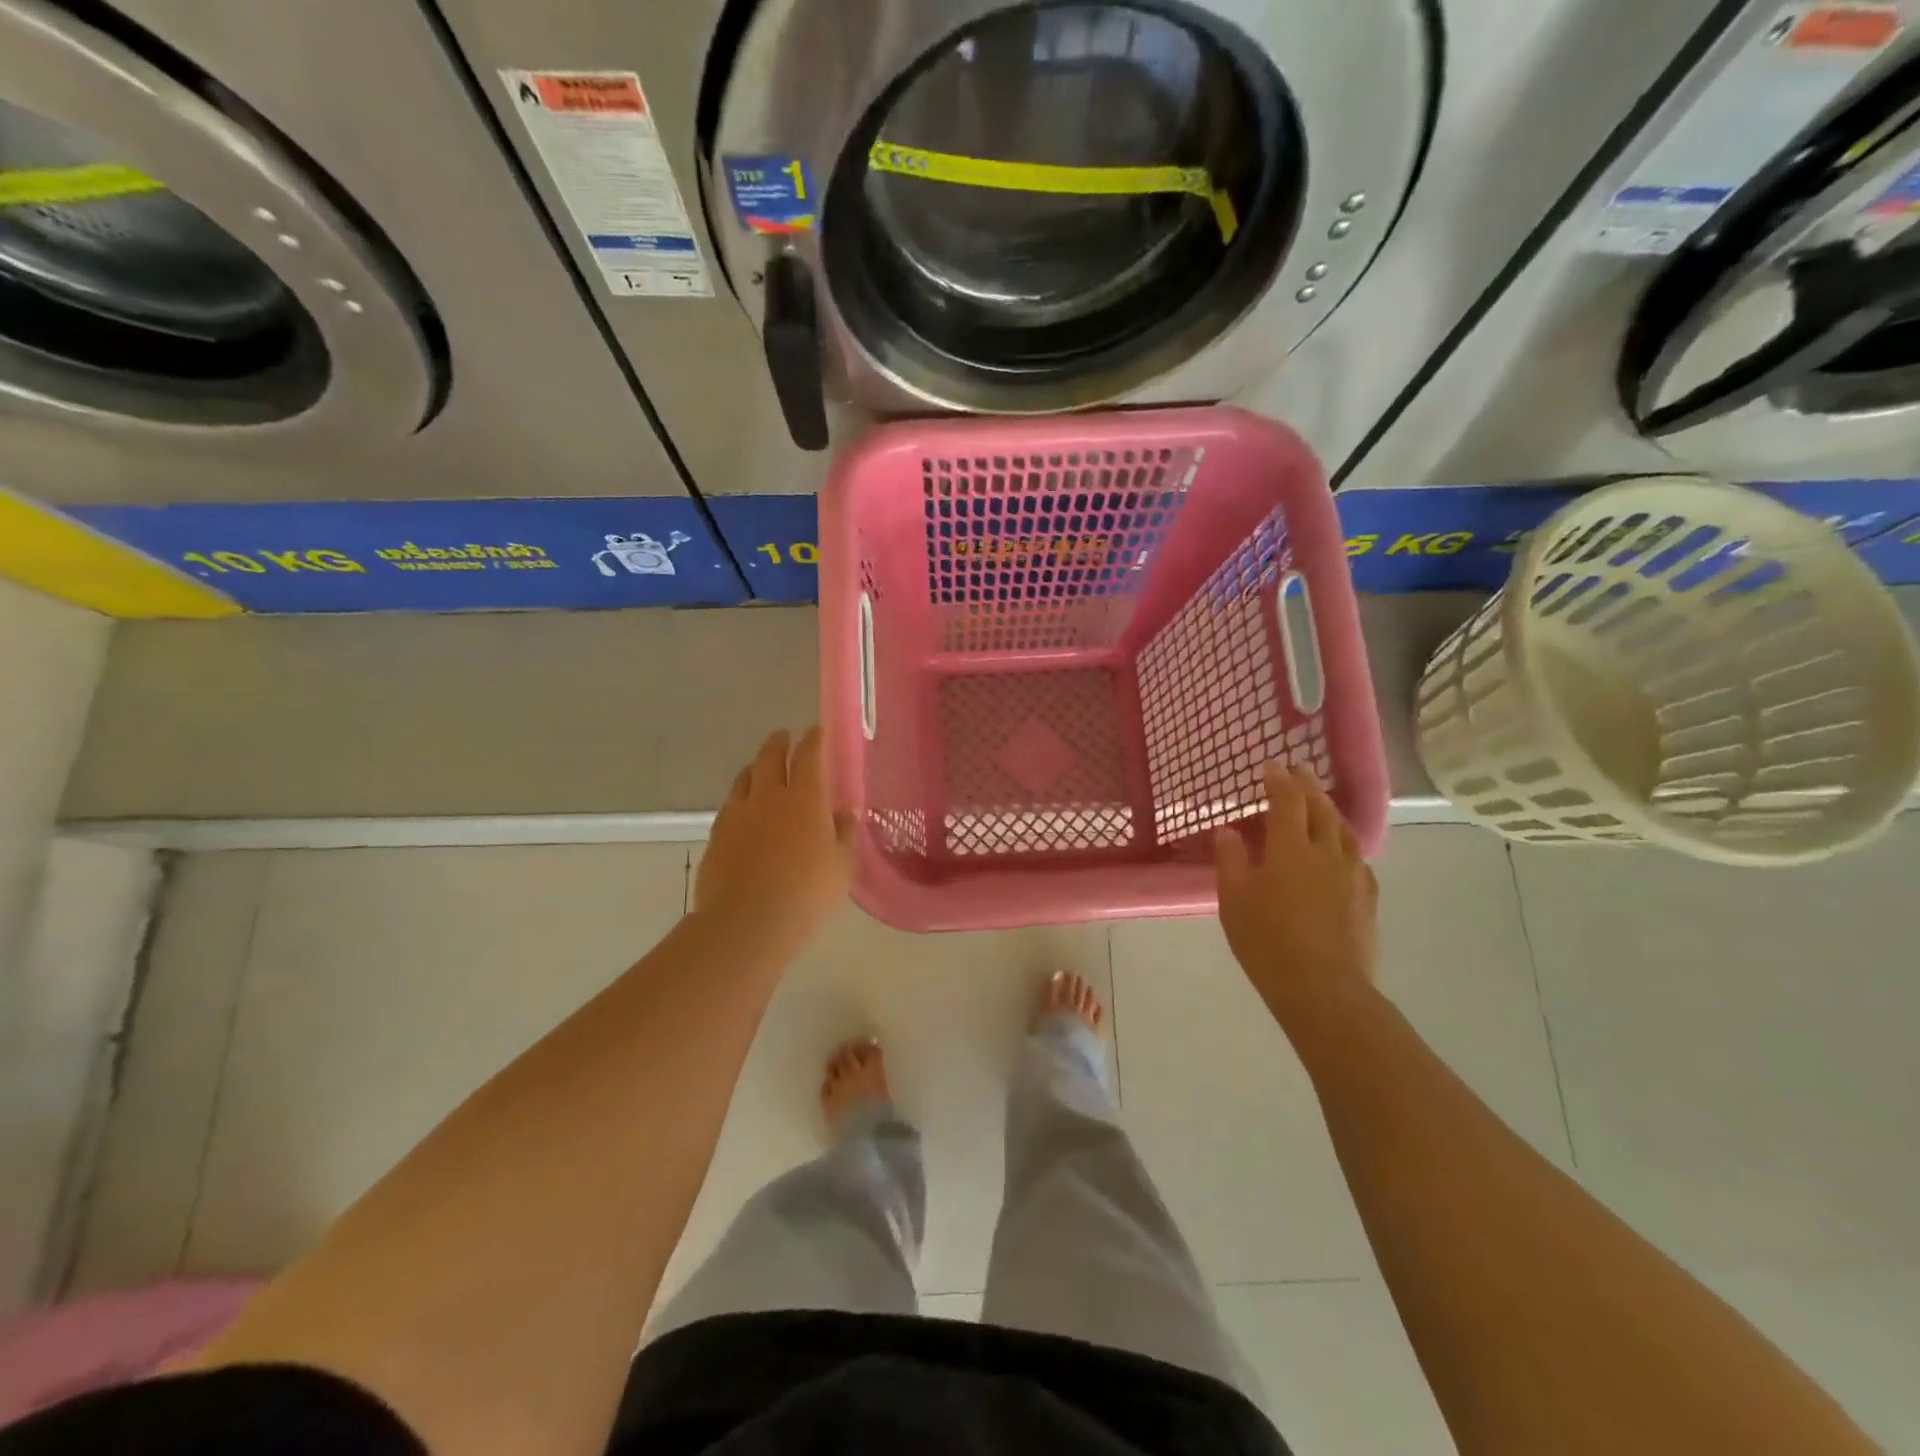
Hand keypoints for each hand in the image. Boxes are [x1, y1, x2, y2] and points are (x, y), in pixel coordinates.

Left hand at [695, 727, 852, 947]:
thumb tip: (846, 813)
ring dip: (754, 767)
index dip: (814, 740)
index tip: (817, 730)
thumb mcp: (841, 865)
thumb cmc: (807, 892)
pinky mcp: (717, 836)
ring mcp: (738, 815)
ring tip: (759, 767)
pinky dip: (739, 798)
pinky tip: (742, 809)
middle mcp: (769, 796)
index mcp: (805, 798)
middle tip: (783, 737)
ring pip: (744, 779)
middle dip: (778, 744)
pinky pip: (730, 806)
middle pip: (770, 758)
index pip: (809, 756)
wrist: (748, 921)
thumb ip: (844, 835)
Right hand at [1215, 763, 1379, 1030]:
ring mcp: (1352, 875)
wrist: (1324, 989)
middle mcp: (1326, 853)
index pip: (1286, 801)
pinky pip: (1357, 856)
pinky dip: (1344, 841)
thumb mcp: (1234, 902)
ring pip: (1344, 830)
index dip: (1278, 780)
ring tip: (1320, 803)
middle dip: (1308, 785)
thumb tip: (1228, 831)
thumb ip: (1231, 861)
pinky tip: (1341, 850)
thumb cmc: (1268, 943)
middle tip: (1298, 770)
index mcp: (1290, 850)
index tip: (1270, 765)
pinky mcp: (1367, 898)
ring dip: (1330, 810)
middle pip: (1320, 809)